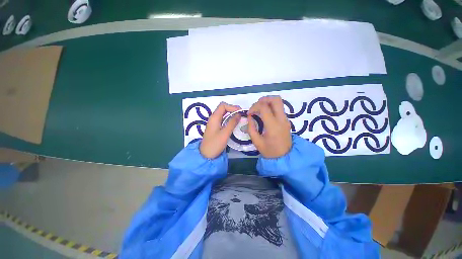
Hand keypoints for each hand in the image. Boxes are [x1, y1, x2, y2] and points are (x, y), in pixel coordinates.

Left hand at [200, 102, 240, 158]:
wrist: (206, 154)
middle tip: (241, 115)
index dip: (232, 106)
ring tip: (240, 118)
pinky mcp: (216, 127)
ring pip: (224, 114)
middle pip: (223, 108)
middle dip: (233, 109)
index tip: (240, 112)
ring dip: (232, 114)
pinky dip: (229, 119)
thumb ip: (232, 123)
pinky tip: (234, 123)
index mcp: (214, 117)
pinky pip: (223, 119)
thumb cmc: (215, 144)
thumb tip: (239, 114)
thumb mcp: (225, 133)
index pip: (223, 105)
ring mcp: (214, 123)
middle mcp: (213, 118)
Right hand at [248, 96, 291, 157]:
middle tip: (256, 106)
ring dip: (268, 102)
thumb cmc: (269, 151)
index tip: (249, 113)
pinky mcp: (286, 120)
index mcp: (273, 126)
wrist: (285, 157)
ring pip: (279, 102)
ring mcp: (285, 119)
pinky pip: (279, 108)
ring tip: (260, 109)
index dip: (254, 107)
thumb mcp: (256, 142)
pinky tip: (265, 114)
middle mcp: (281, 119)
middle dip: (264, 99)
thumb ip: (251, 128)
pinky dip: (271, 106)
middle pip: (276, 99)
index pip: (264, 107)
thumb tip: (250, 117)